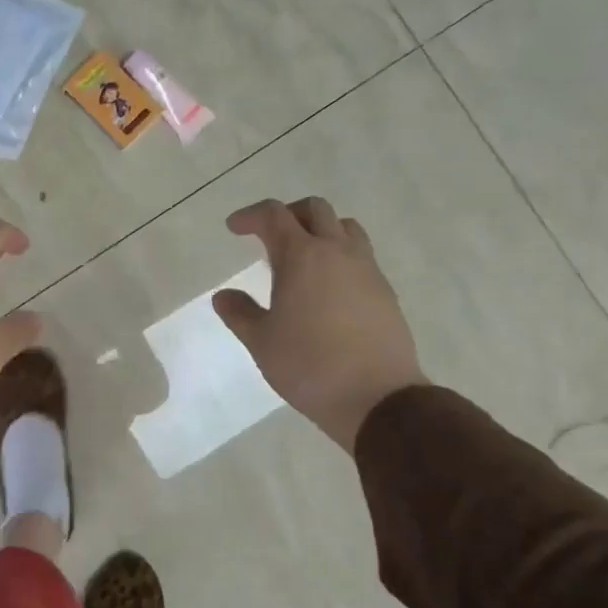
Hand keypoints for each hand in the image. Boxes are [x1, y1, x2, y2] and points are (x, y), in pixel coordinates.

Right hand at [212, 198, 425, 448]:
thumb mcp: (261, 342)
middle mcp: (337, 252)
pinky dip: (339, 256)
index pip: (273, 215)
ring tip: (302, 257)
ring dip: (320, 230)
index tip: (235, 228)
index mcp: (301, 257)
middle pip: (315, 210)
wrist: (377, 398)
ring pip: (345, 228)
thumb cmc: (308, 366)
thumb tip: (223, 296)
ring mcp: (367, 270)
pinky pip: (361, 256)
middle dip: (287, 214)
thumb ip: (239, 313)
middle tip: (268, 236)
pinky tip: (327, 288)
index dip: (250, 216)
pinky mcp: (385, 291)